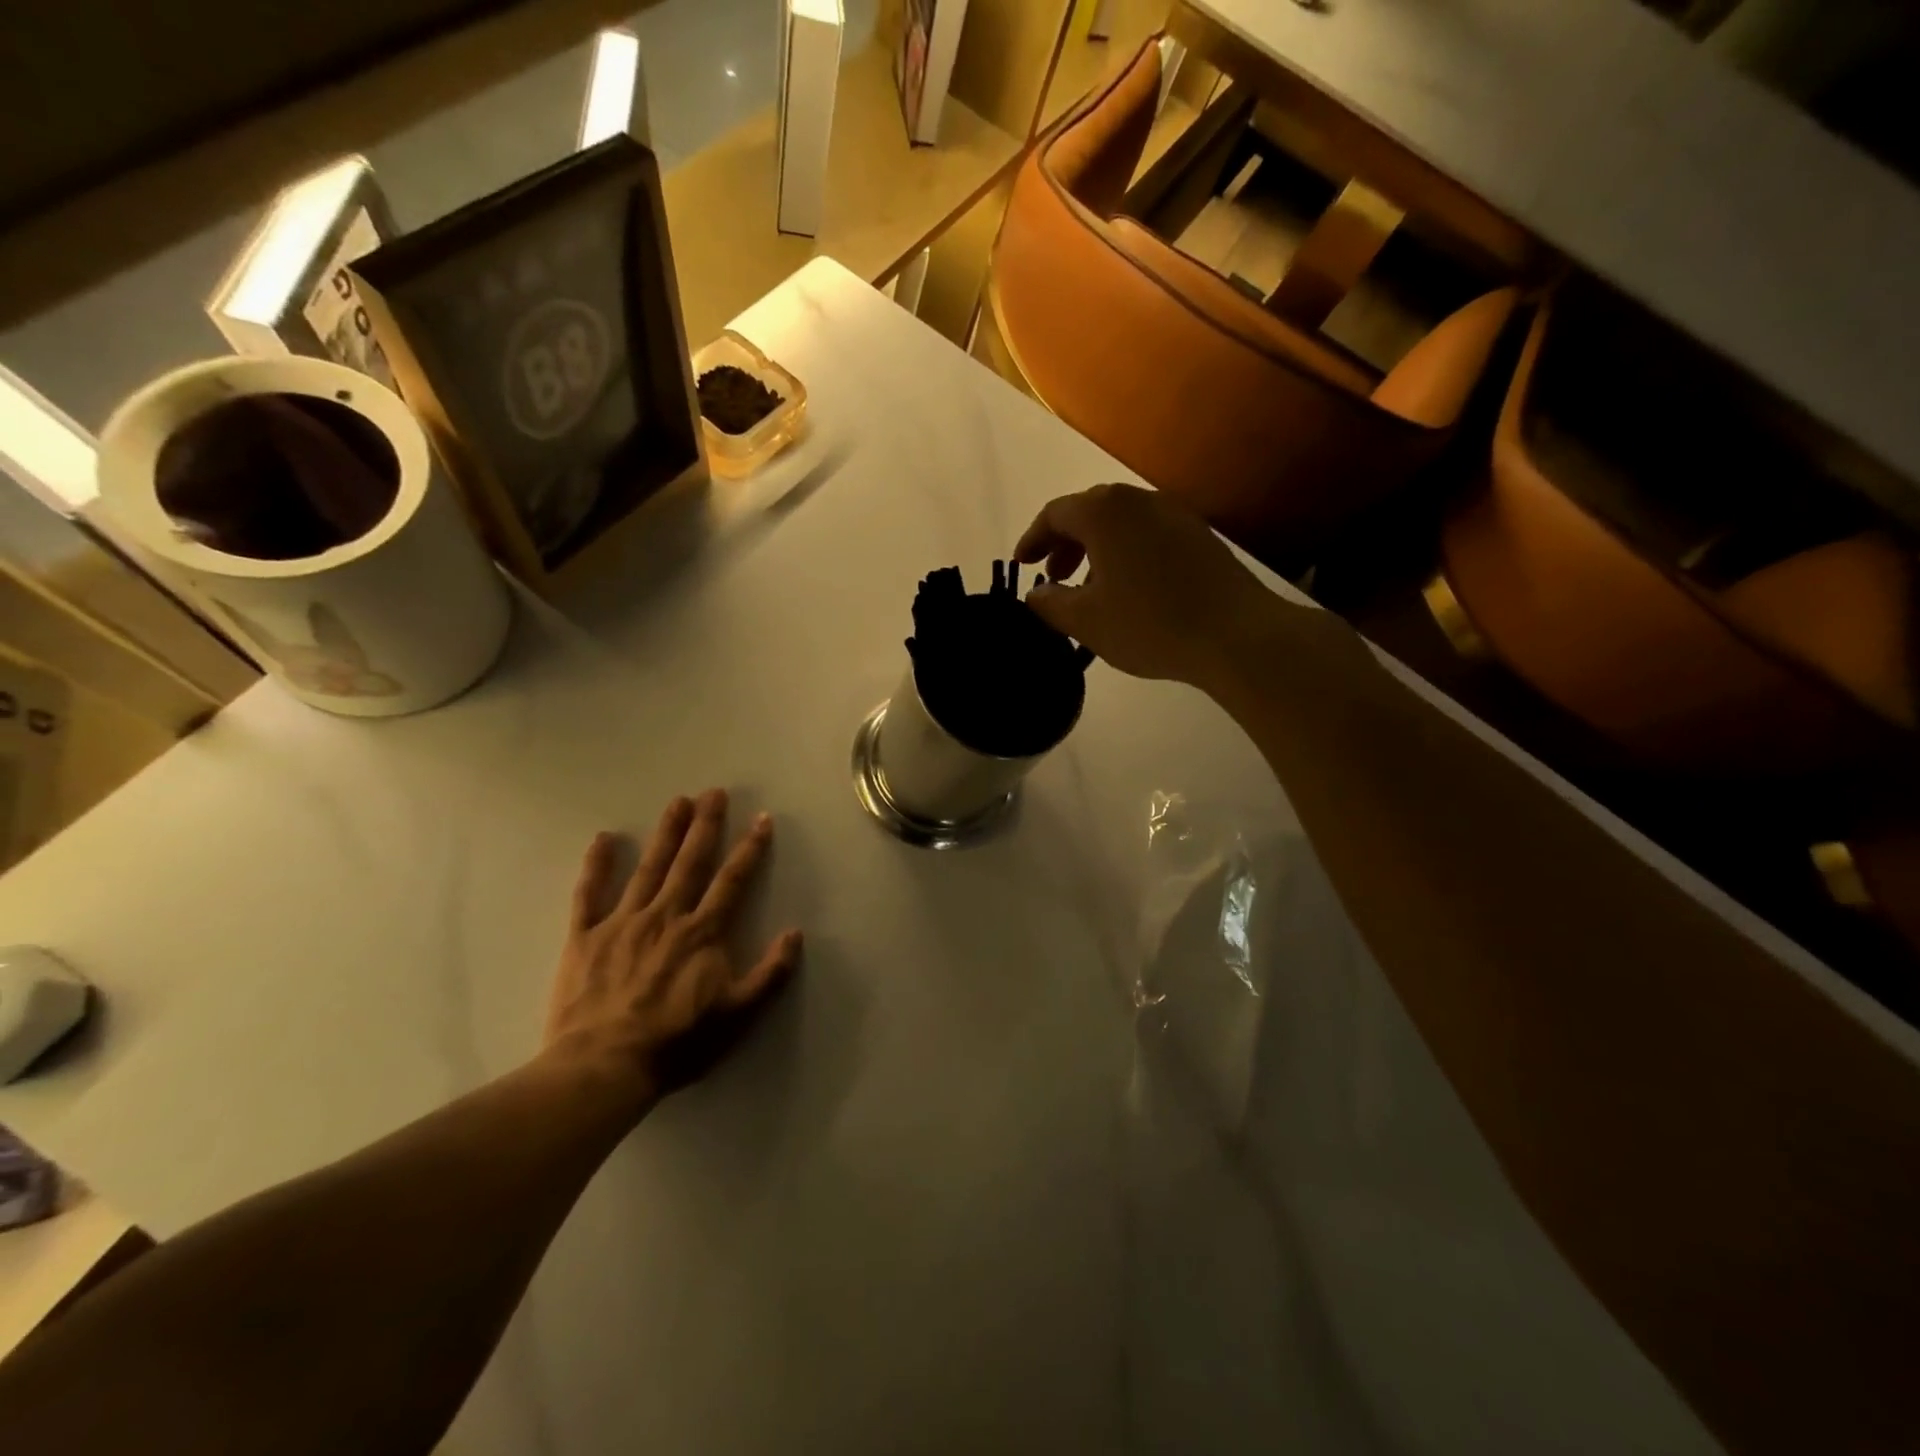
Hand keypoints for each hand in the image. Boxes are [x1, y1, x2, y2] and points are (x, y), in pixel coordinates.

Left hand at [542, 789, 801, 1115]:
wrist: (603, 1068)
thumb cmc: (677, 1043)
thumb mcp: (738, 1016)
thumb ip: (770, 974)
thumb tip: (795, 933)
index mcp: (702, 933)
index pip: (732, 881)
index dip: (750, 848)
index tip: (762, 819)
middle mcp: (665, 916)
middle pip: (690, 862)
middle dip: (706, 826)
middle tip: (714, 792)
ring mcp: (622, 923)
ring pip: (648, 868)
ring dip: (666, 833)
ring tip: (678, 802)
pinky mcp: (584, 937)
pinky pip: (589, 894)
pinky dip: (596, 865)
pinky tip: (604, 839)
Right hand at [1013, 484, 1279, 690]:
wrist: (1235, 633)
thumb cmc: (1149, 623)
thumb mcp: (1086, 621)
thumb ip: (1050, 603)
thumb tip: (1035, 594)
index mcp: (1104, 512)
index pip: (1054, 514)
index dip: (1032, 539)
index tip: (1022, 565)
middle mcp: (1138, 500)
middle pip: (1089, 512)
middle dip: (1064, 543)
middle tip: (1054, 578)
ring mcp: (1174, 514)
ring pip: (1121, 523)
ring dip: (1096, 550)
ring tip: (1090, 588)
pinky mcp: (1199, 535)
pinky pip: (1148, 534)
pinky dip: (1126, 553)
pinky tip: (1130, 589)